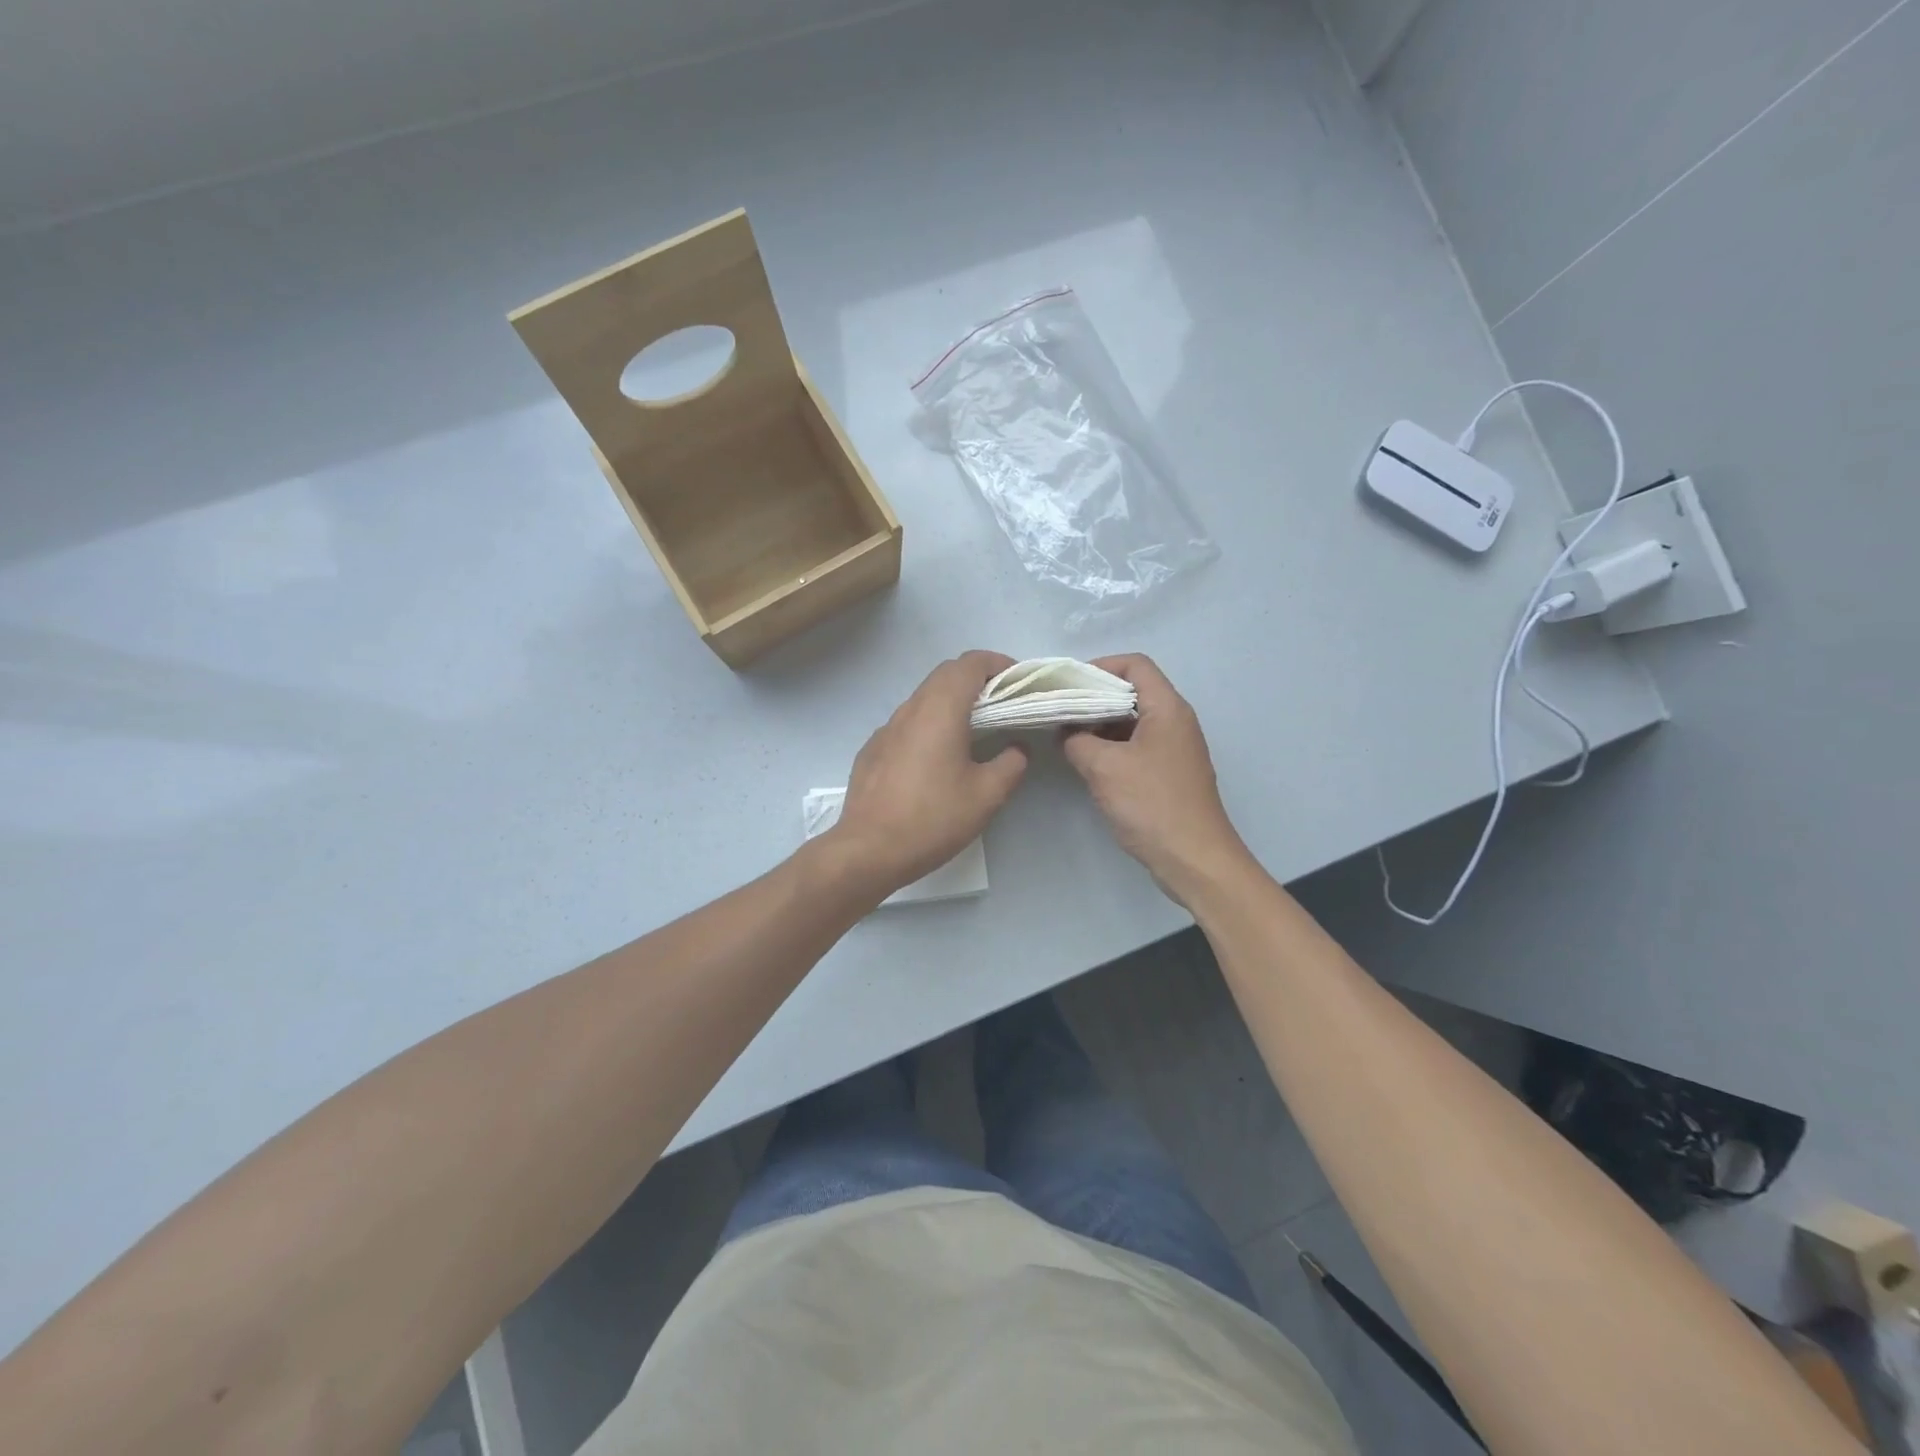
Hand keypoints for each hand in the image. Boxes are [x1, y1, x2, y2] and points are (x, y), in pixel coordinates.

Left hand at [826, 651, 1029, 897]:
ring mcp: (886, 729)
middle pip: (945, 675)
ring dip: (952, 703)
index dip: (998, 664)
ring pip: (924, 698)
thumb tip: (1016, 748)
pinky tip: (936, 760)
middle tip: (1003, 705)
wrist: (868, 850)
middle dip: (977, 680)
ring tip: (974, 731)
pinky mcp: (872, 750)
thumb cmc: (932, 818)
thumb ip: (1011, 764)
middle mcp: (910, 709)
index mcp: (940, 710)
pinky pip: (907, 724)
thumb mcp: (987, 796)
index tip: (1018, 683)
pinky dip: (929, 725)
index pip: (969, 663)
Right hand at [1061, 654, 1254, 906]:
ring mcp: (1175, 748)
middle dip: (1095, 697)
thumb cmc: (1152, 804)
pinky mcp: (1170, 773)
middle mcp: (1176, 721)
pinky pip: (1137, 746)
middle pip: (1133, 691)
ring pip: (1133, 721)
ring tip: (1067, 736)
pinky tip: (1087, 762)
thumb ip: (1077, 741)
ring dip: (1100, 724)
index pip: (1135, 665)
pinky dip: (1112, 746)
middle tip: (1060, 709)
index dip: (1100, 666)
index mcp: (1167, 708)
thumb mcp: (1104, 768)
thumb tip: (1066, 732)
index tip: (1068, 685)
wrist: (1195, 859)